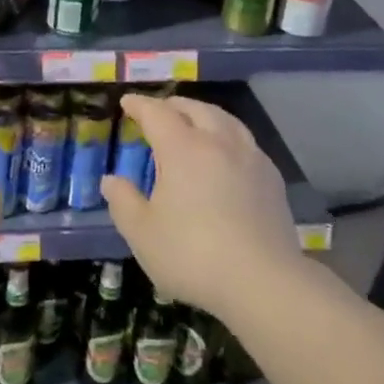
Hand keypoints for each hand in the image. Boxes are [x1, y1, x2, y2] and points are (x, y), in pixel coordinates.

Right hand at [100, 95, 301, 315]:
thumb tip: (111, 180)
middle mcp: (218, 142)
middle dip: (173, 105)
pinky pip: (245, 141)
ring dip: (204, 115)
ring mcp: (250, 158)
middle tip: (158, 111)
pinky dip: (227, 136)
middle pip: (195, 109)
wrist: (263, 281)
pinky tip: (226, 155)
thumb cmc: (192, 255)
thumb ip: (123, 201)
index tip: (127, 102)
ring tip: (193, 123)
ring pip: (226, 120)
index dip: (140, 105)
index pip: (157, 114)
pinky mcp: (272, 178)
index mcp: (183, 149)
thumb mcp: (142, 233)